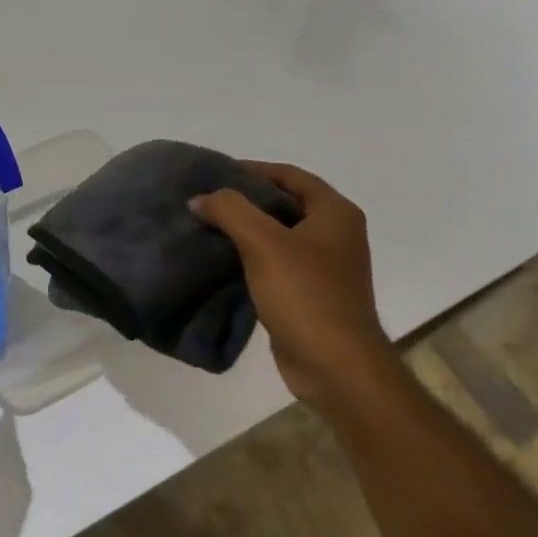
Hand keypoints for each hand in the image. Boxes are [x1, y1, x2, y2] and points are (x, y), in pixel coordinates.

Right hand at [191, 163, 393, 406]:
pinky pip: (274, 263)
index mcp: (334, 213)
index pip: (288, 175)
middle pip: (282, 203)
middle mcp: (334, 233)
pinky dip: (248, 257)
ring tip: (204, 227)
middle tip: (203, 201)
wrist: (336, 367)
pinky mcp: (309, 293)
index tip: (212, 174)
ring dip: (243, 230)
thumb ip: (231, 211)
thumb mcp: (264, 243)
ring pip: (276, 234)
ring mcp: (324, 266)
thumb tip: (201, 198)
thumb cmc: (306, 296)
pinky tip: (219, 261)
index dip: (251, 169)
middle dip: (243, 200)